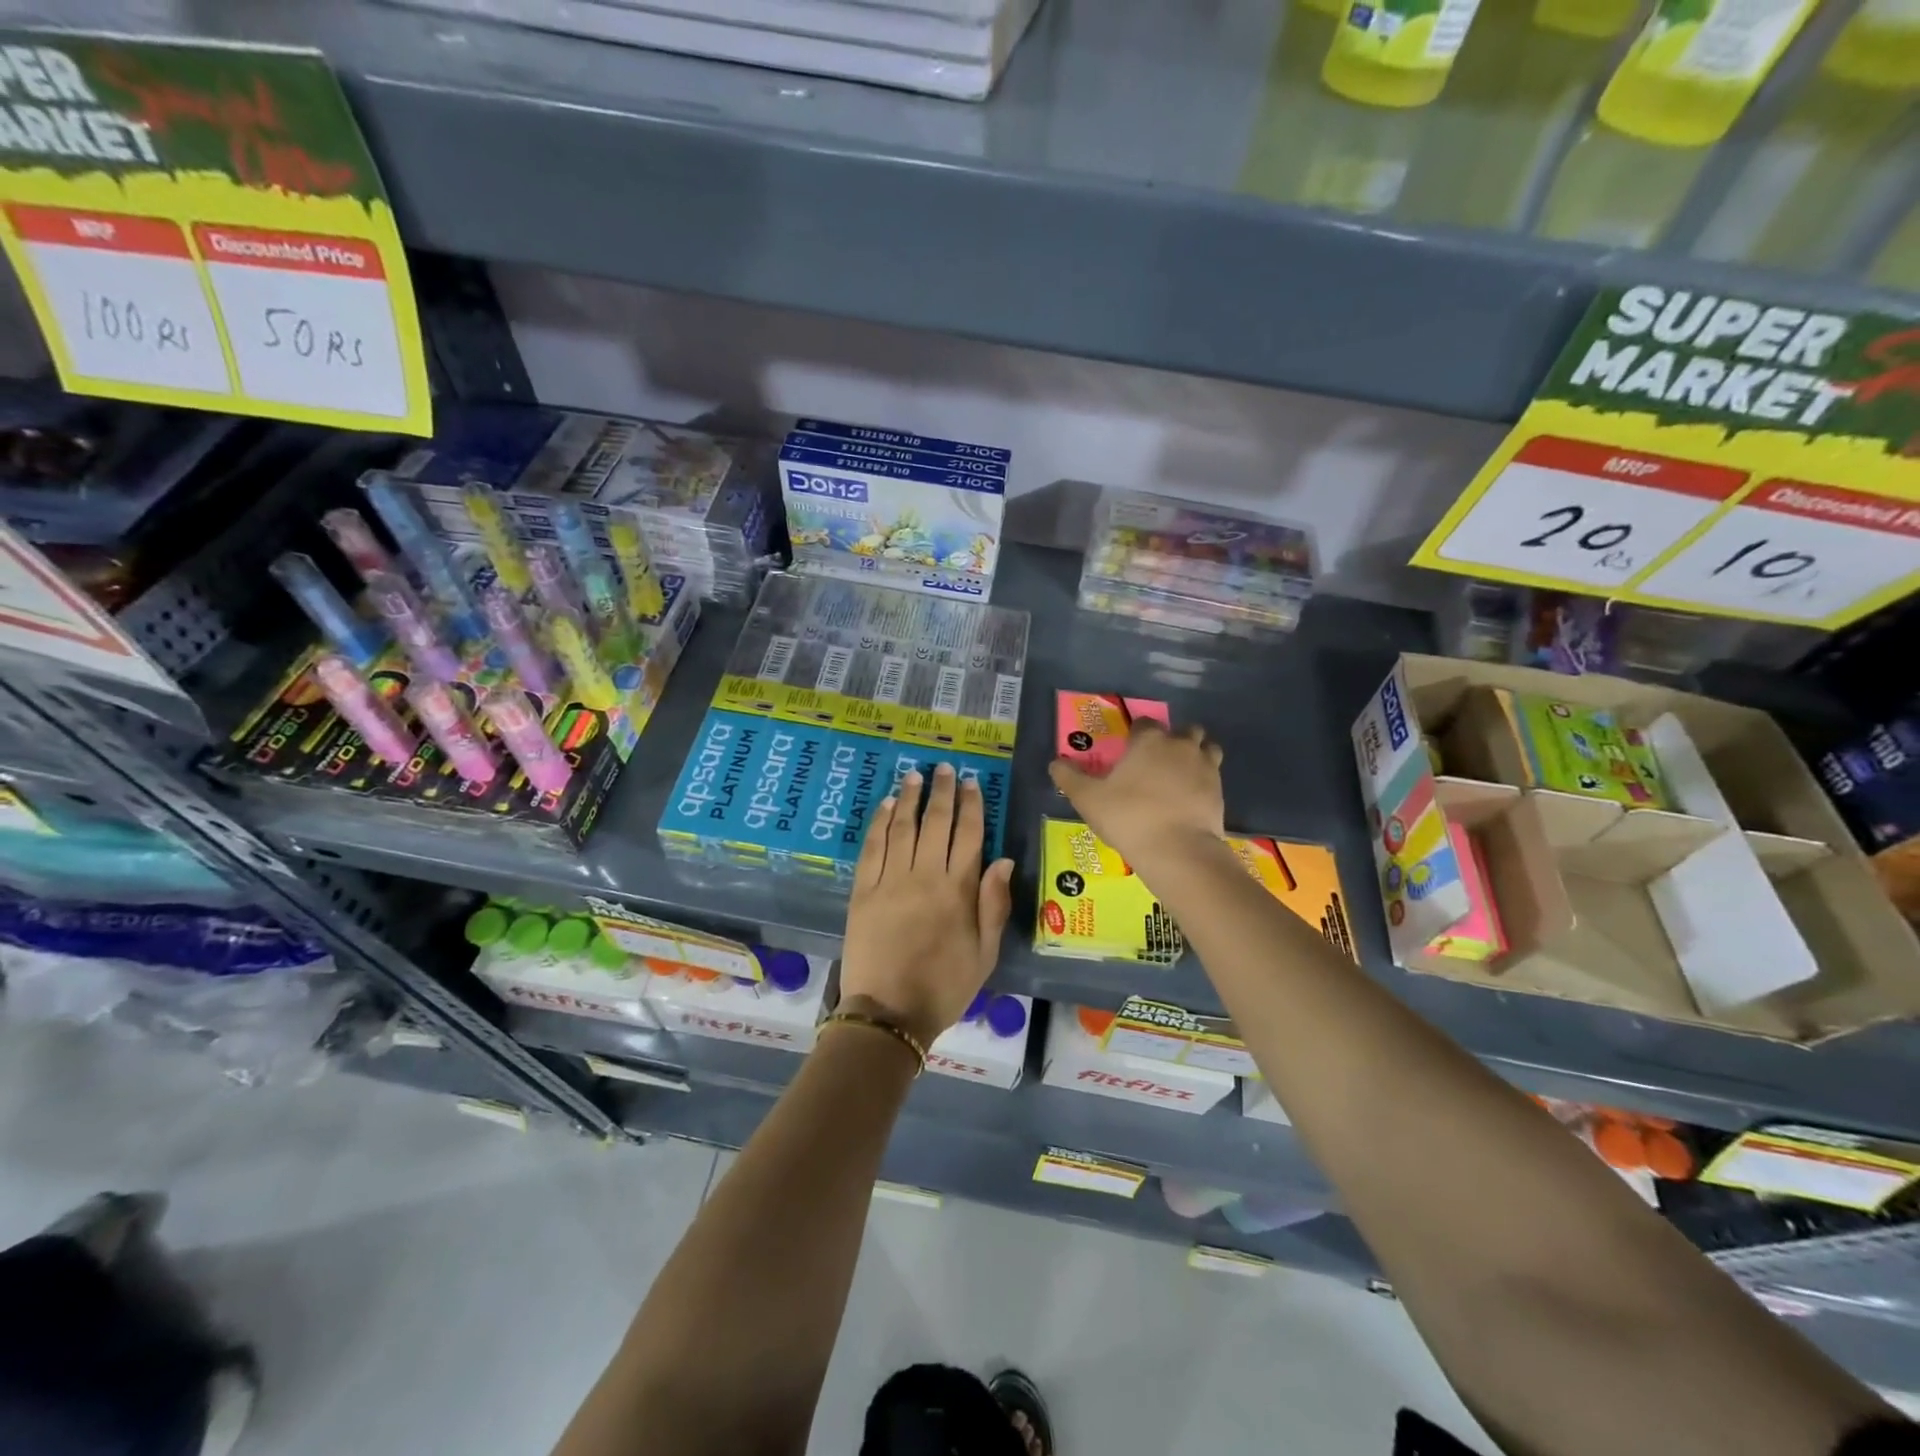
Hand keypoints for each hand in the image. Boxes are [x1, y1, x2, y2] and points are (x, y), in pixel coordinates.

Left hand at [839, 764, 1014, 1047]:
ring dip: (908, 798)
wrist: (889, 1014)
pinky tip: (885, 805)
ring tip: (914, 775)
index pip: (968, 835)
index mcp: (958, 891)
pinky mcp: (862, 891)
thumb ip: (994, 905)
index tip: (970, 783)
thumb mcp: (985, 954)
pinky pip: (872, 848)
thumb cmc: (945, 987)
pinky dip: (879, 823)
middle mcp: (925, 876)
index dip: (971, 805)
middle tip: (943, 768)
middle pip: (934, 822)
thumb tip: (1003, 860)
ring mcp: (890, 881)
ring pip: (901, 827)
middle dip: (941, 792)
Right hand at [1047, 720, 1225, 863]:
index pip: (1144, 723)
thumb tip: (1055, 762)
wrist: (1177, 850)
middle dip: (1173, 740)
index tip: (1128, 750)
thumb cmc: (1128, 817)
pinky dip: (1204, 781)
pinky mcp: (1220, 791)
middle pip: (1183, 730)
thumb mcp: (1087, 799)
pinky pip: (1214, 776)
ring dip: (1195, 755)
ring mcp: (1205, 767)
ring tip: (1180, 775)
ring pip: (1206, 748)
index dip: (1136, 734)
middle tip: (1157, 762)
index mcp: (1149, 740)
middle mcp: (1180, 745)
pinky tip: (1191, 799)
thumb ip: (1069, 777)